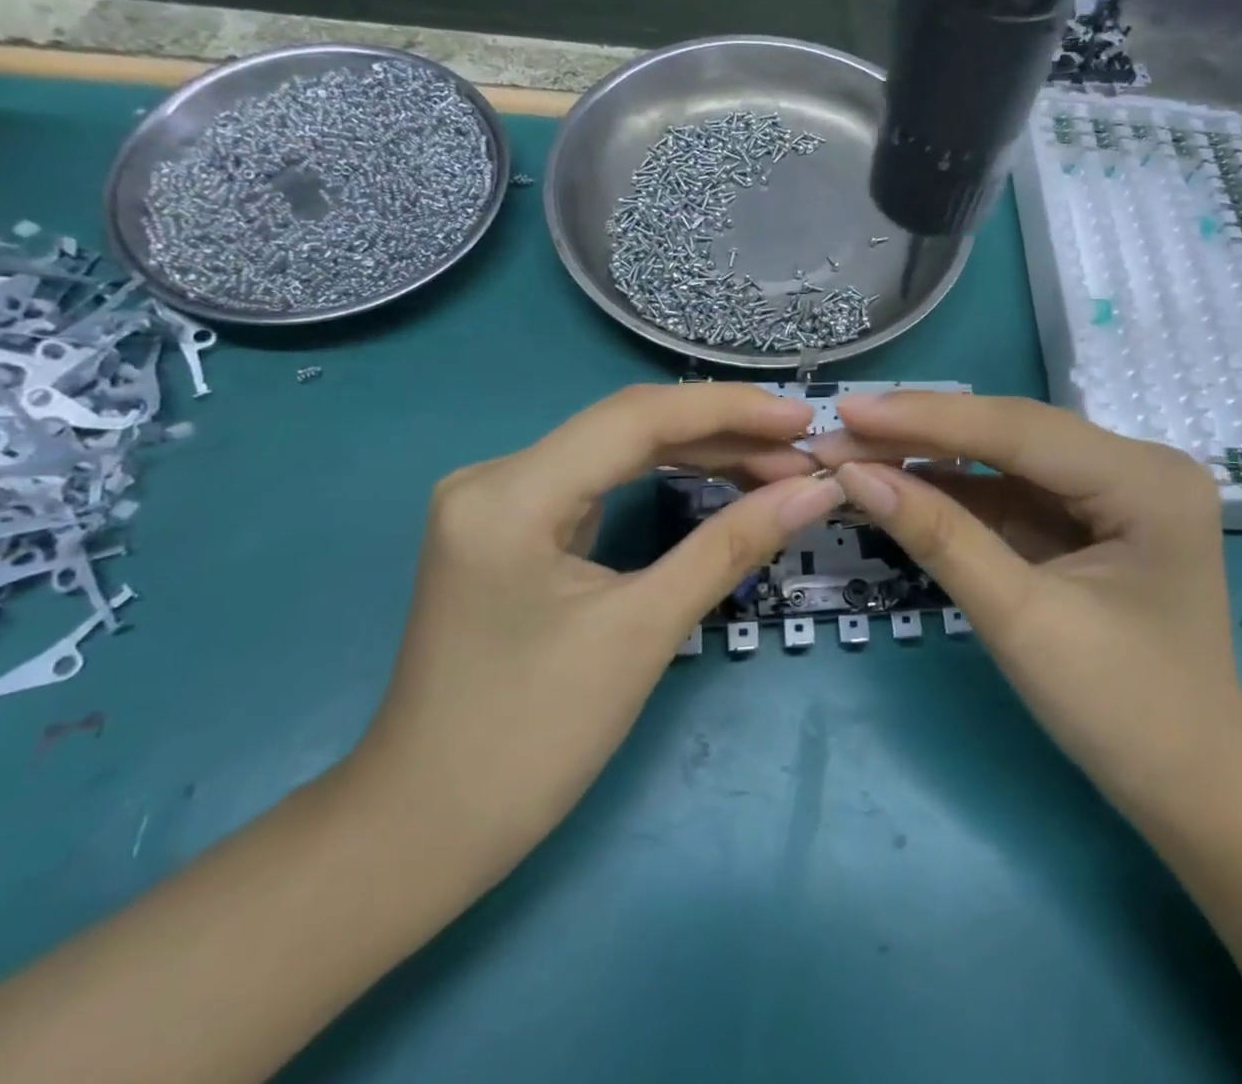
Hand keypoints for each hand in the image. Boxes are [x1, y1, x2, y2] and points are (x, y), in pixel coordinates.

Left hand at [346, 383, 841, 880]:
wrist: (425, 830)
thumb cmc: (532, 739)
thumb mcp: (644, 632)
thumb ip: (732, 546)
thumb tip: (816, 491)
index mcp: (510, 493)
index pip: (637, 418)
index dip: (729, 411)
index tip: (805, 422)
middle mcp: (496, 475)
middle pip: (628, 427)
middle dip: (723, 434)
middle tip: (802, 454)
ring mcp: (498, 500)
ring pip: (616, 451)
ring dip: (698, 453)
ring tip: (775, 466)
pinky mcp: (511, 527)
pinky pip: (600, 481)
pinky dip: (663, 478)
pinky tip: (714, 479)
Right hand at [809, 392, 1241, 828]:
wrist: (1188, 789)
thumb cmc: (1121, 712)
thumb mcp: (1021, 620)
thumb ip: (940, 537)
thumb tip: (856, 476)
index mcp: (1145, 480)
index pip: (1019, 430)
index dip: (927, 418)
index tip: (849, 410)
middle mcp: (1136, 466)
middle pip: (1011, 434)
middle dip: (921, 434)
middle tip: (840, 433)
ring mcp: (1112, 490)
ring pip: (1004, 457)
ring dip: (930, 458)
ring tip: (855, 453)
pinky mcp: (1086, 517)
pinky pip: (1010, 490)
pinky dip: (953, 490)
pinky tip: (900, 481)